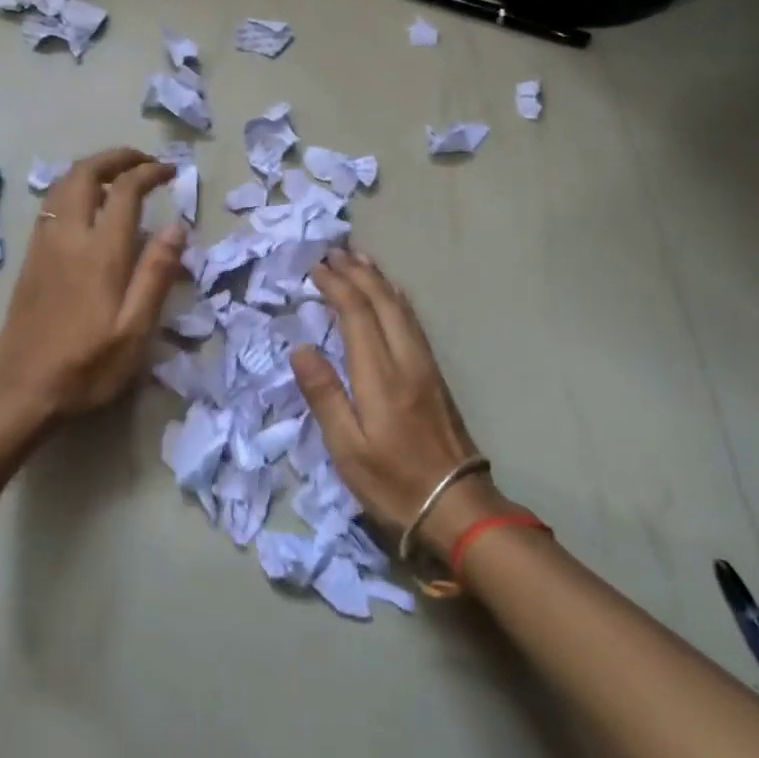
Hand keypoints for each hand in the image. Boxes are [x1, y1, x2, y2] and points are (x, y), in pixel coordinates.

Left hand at [0, 148, 186, 420]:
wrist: (24, 388)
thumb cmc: (88, 365)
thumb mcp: (135, 329)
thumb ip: (156, 273)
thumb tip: (177, 226)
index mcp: (100, 252)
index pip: (125, 190)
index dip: (149, 172)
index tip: (171, 171)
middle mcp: (67, 237)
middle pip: (85, 173)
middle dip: (116, 157)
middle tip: (143, 161)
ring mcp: (43, 245)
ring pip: (62, 185)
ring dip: (91, 169)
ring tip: (118, 177)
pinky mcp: (30, 259)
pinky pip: (50, 206)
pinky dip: (72, 190)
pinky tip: (86, 209)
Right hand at [291, 250, 513, 558]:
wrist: (457, 505)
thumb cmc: (392, 481)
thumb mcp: (347, 448)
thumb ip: (324, 395)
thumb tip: (301, 348)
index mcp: (380, 375)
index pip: (357, 315)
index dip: (337, 286)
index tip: (316, 267)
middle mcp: (406, 360)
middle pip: (383, 303)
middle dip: (358, 273)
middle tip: (335, 251)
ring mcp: (426, 367)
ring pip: (403, 309)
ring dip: (380, 281)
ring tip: (361, 260)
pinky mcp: (436, 377)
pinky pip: (413, 323)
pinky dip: (397, 300)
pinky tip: (393, 297)